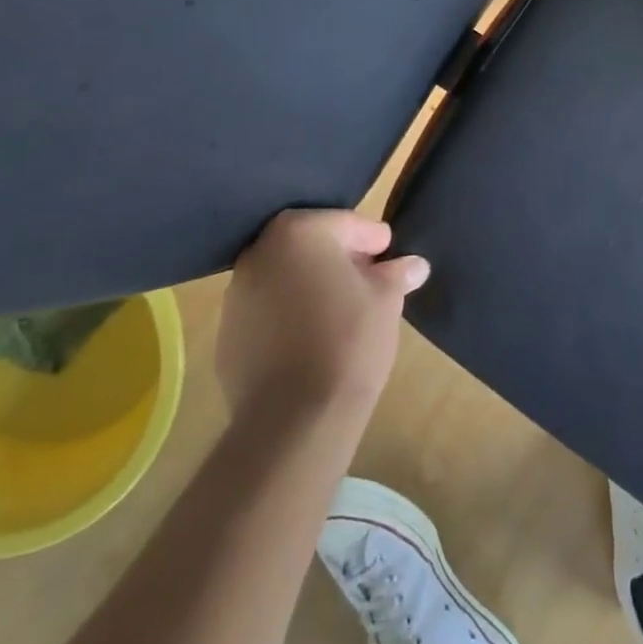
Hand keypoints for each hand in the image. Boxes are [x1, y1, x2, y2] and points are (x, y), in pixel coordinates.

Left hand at [215, 209, 429, 428]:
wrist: (294, 419)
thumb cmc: (348, 340)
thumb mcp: (387, 299)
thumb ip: (397, 274)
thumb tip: (415, 265)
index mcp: (298, 232)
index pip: (345, 224)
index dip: (373, 241)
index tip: (390, 258)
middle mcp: (260, 253)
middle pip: (310, 246)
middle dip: (339, 260)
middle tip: (369, 282)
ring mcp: (237, 296)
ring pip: (284, 279)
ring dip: (310, 288)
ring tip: (340, 315)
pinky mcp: (227, 337)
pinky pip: (266, 314)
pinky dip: (287, 318)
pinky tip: (311, 342)